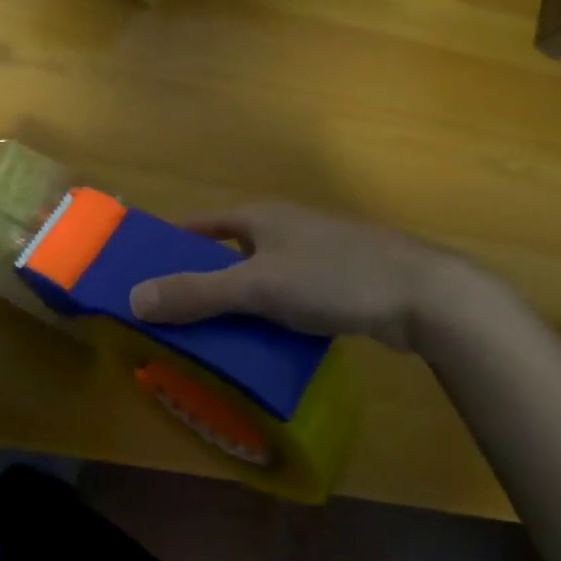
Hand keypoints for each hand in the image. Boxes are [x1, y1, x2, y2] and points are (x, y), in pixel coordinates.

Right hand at [127, 203, 479, 352]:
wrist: (426, 297)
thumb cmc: (333, 277)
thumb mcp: (257, 286)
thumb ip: (196, 293)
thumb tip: (134, 298)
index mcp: (260, 216)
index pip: (199, 223)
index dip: (170, 243)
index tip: (145, 271)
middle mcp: (285, 227)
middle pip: (228, 251)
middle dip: (201, 279)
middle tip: (174, 314)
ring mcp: (316, 253)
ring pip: (260, 275)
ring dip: (237, 301)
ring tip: (214, 336)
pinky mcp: (341, 280)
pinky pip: (289, 295)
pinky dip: (271, 314)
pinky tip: (268, 343)